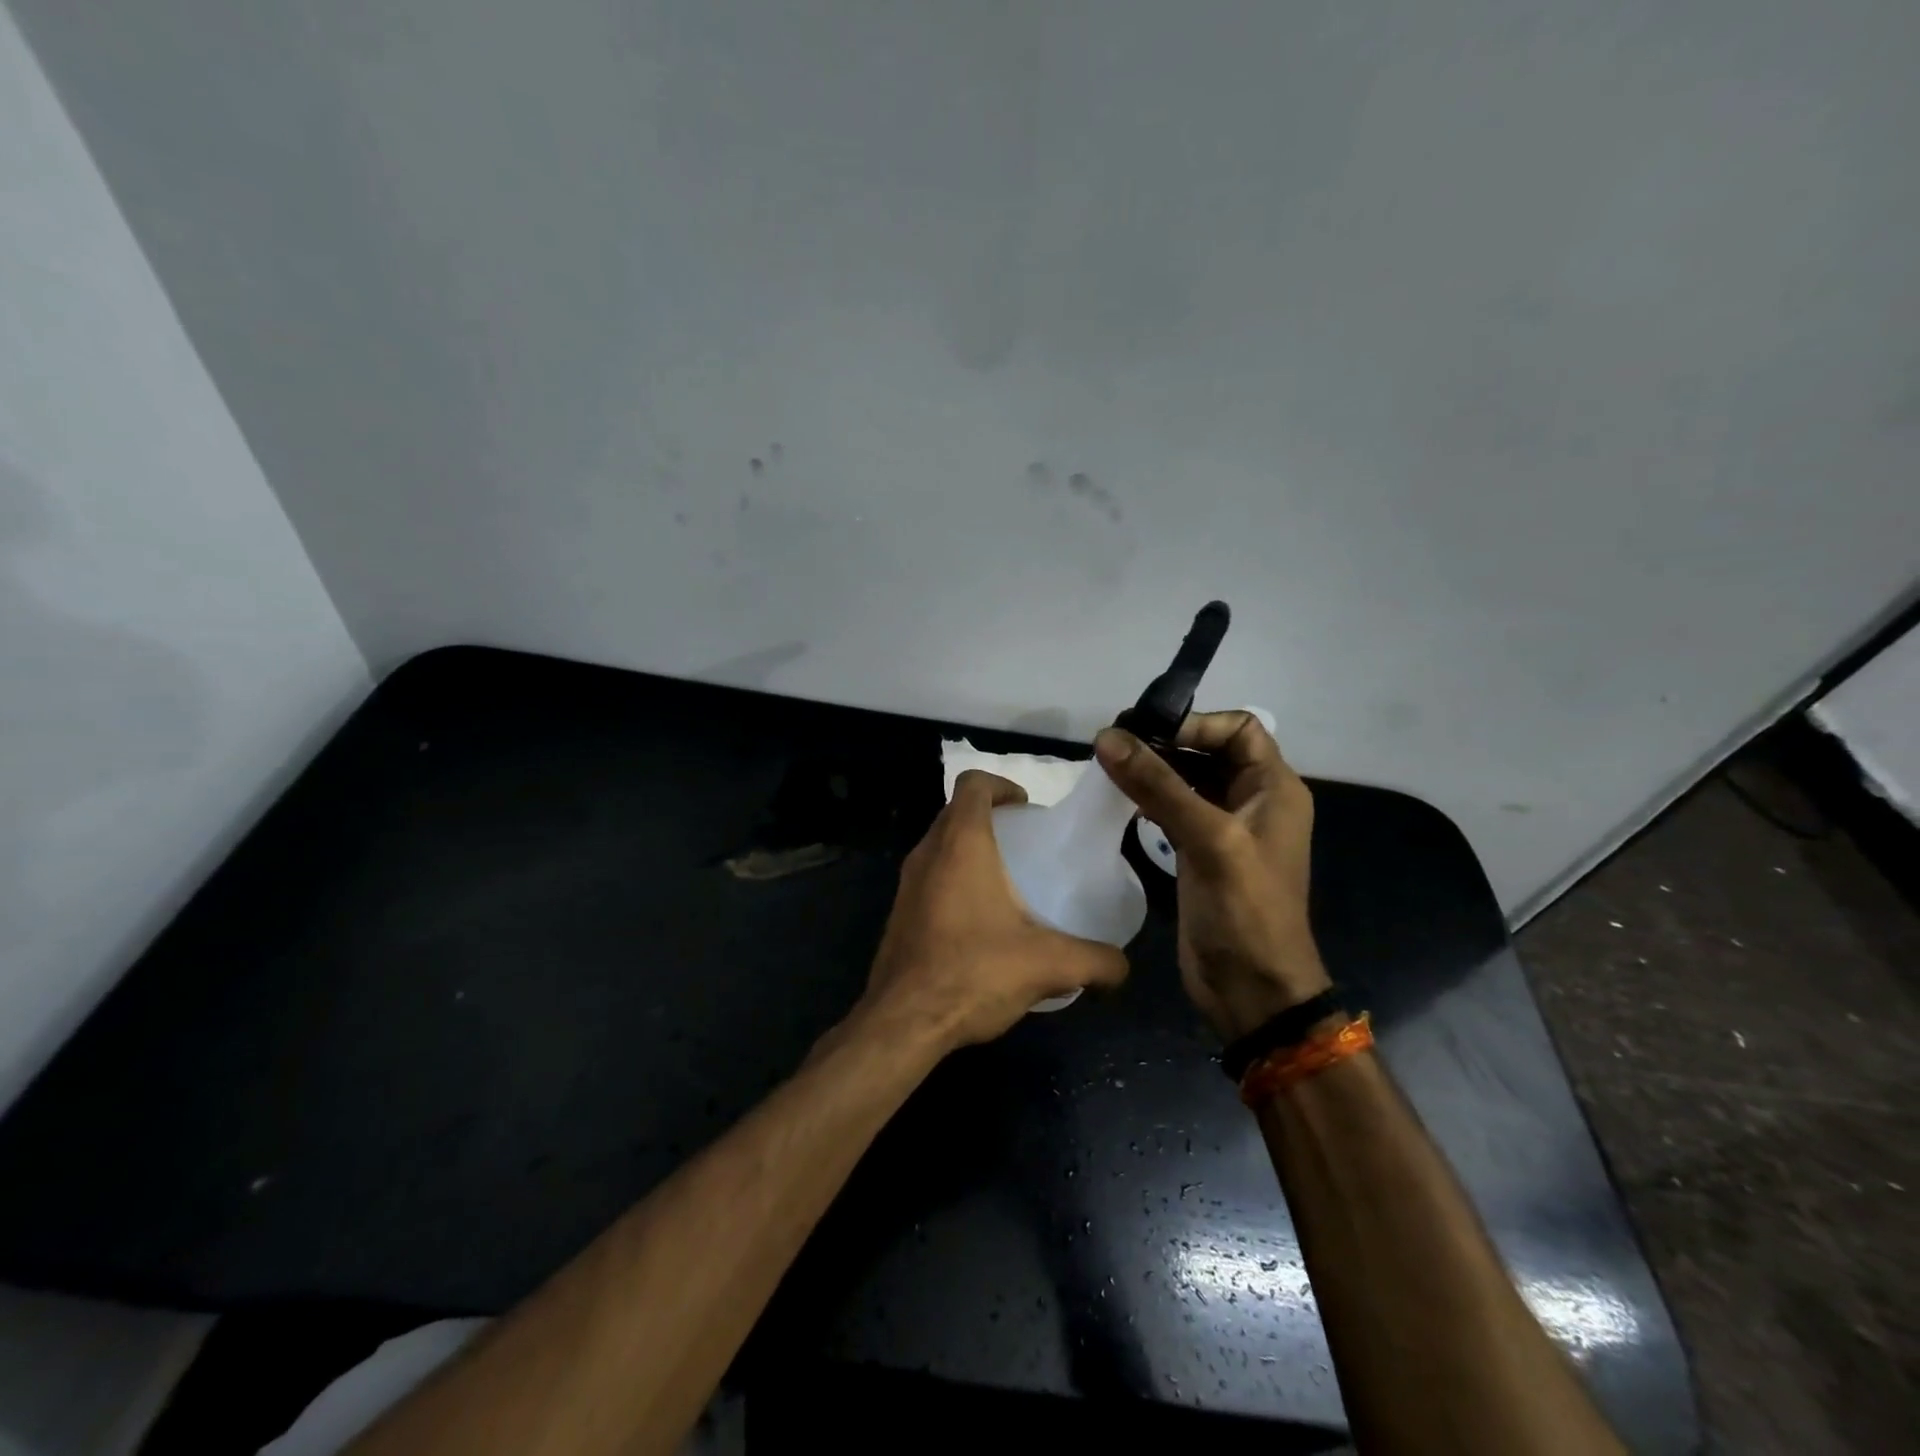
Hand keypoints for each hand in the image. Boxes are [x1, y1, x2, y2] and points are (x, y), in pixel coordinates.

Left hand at [859, 770, 1127, 1052]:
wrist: (902, 1021)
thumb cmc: (973, 972)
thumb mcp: (1047, 964)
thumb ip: (1095, 961)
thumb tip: (1123, 967)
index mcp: (961, 843)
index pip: (973, 783)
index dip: (1001, 785)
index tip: (1027, 809)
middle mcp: (928, 853)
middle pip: (956, 812)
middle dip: (990, 818)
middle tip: (1025, 845)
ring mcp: (907, 883)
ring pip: (940, 845)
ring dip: (970, 849)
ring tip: (1007, 882)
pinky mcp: (899, 913)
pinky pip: (929, 877)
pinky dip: (953, 880)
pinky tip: (980, 922)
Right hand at [1094, 713, 1329, 1041]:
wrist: (1251, 989)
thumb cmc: (1245, 910)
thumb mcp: (1208, 839)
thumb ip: (1158, 785)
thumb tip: (1107, 736)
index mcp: (1274, 788)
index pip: (1239, 729)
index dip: (1195, 724)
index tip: (1146, 731)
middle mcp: (1252, 801)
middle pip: (1208, 751)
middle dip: (1165, 743)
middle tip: (1113, 743)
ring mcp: (1225, 829)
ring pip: (1187, 780)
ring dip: (1152, 770)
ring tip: (1108, 765)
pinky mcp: (1200, 853)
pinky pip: (1173, 810)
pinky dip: (1148, 798)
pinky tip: (1119, 798)